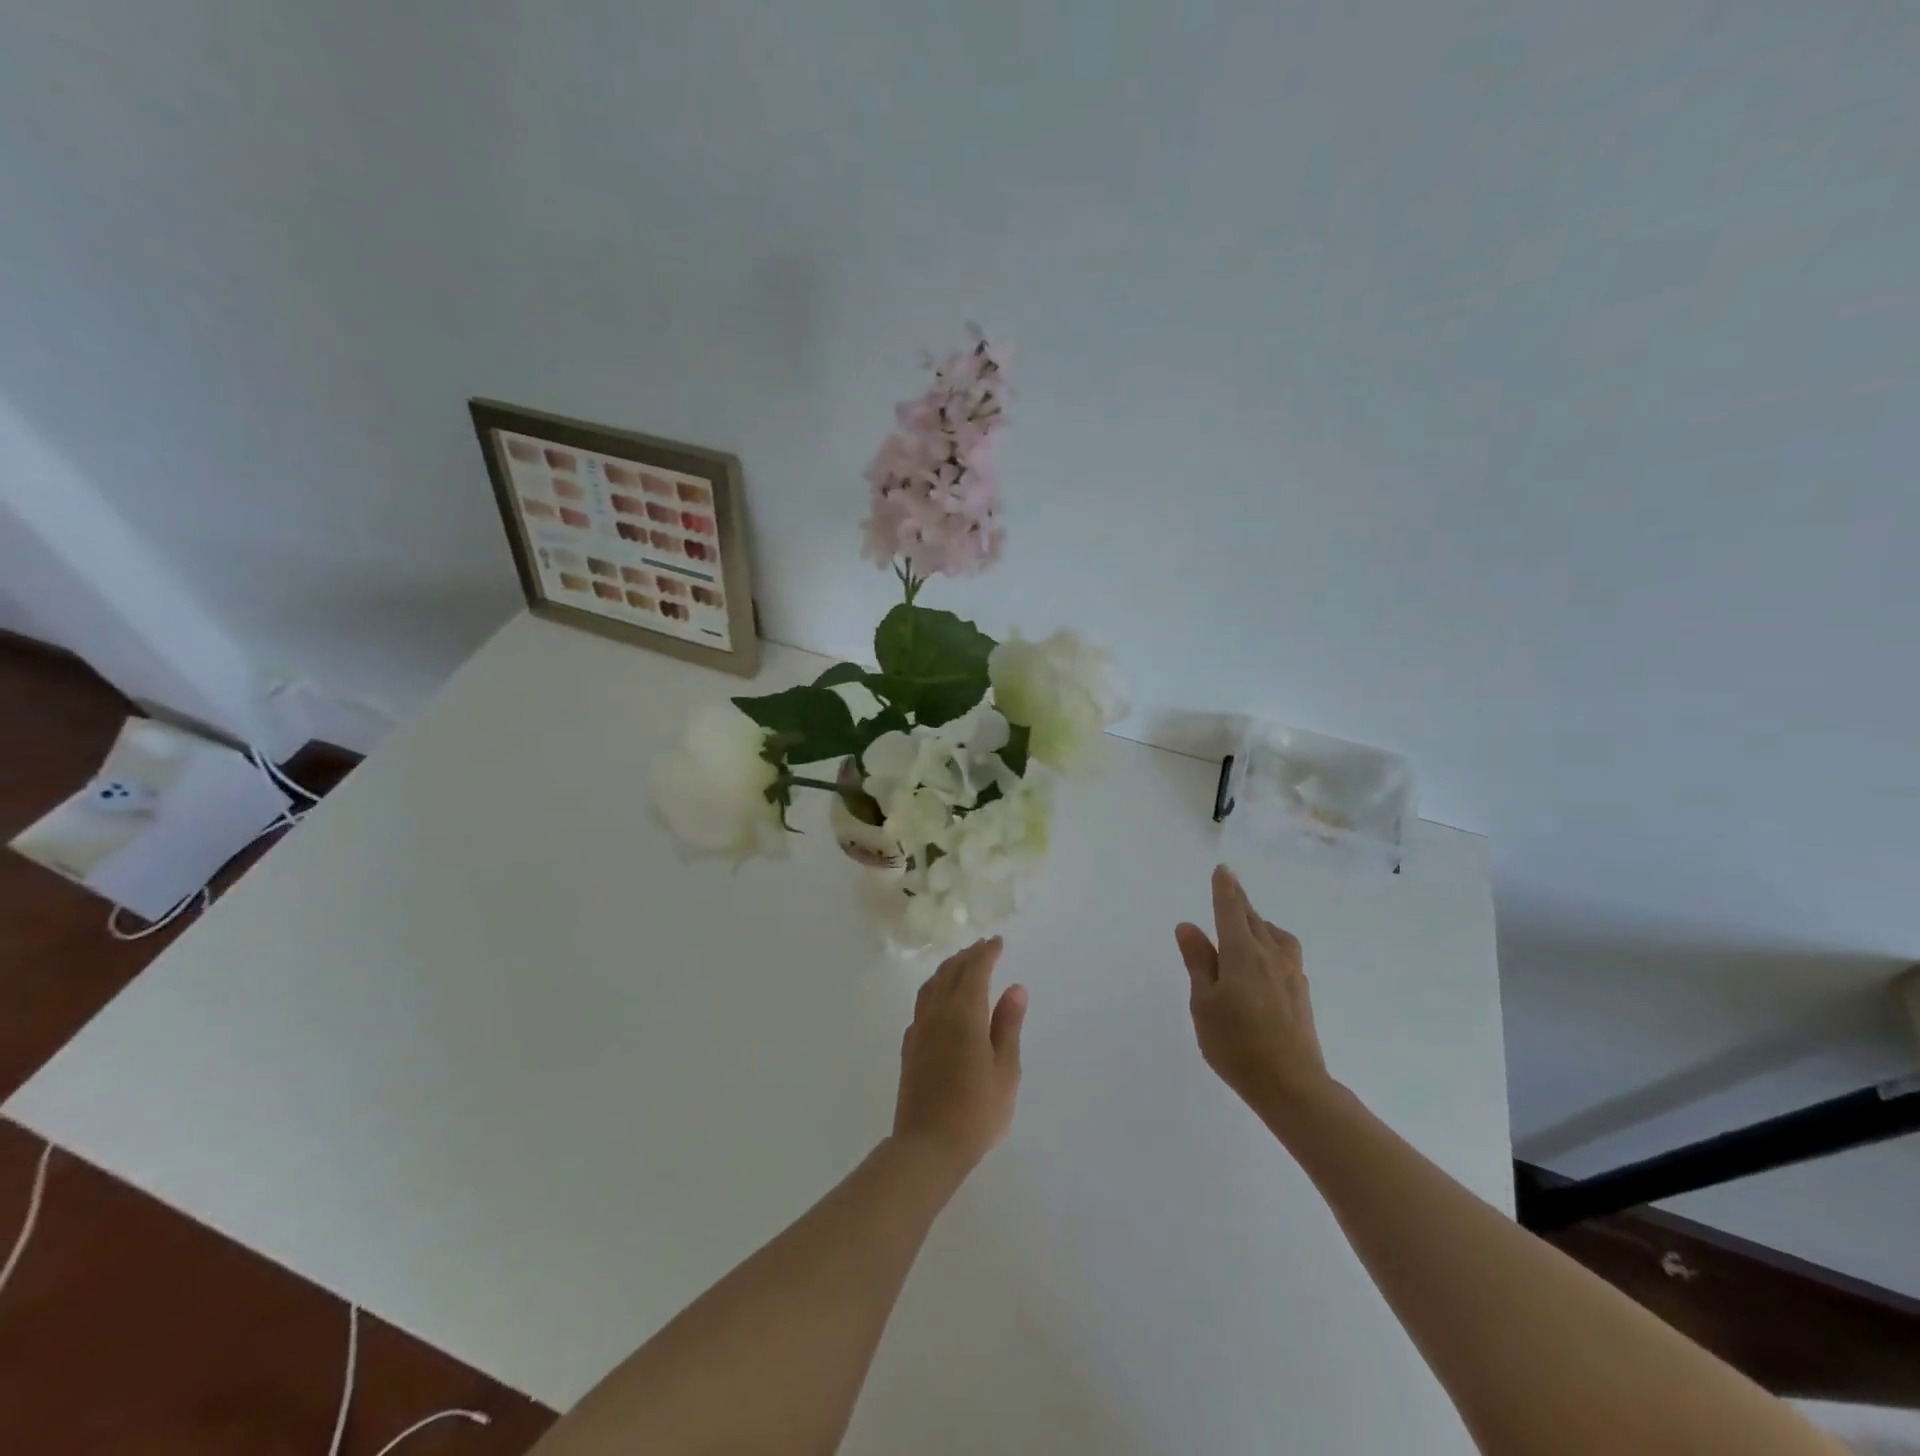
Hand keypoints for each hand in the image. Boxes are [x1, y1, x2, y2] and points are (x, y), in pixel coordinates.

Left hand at [892, 937, 1026, 1176]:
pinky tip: (941, 1000)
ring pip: (932, 984)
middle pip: (951, 971)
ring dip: (948, 968)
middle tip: (983, 947)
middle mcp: (938, 1012)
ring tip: (962, 964)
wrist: (927, 1146)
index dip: (987, 953)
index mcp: (964, 1013)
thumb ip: (1008, 1025)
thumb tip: (1015, 988)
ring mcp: (919, 1028)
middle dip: (968, 956)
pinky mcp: (909, 1046)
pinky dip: (935, 989)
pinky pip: (923, 1003)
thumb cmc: (976, 1111)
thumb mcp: (1005, 1070)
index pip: (975, 970)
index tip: (998, 942)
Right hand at [1176, 865, 1330, 1115]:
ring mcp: (1291, 975)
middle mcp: (1270, 956)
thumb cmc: (1236, 1044)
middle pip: (1254, 919)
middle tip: (1230, 890)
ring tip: (1250, 926)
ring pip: (1276, 935)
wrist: (1292, 1086)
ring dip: (1260, 923)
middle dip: (1240, 902)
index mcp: (1242, 954)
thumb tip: (1188, 926)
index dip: (1225, 889)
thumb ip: (1198, 962)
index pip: (1231, 910)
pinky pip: (1286, 954)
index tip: (1223, 870)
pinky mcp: (1302, 994)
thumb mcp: (1204, 1003)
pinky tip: (1268, 961)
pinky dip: (1273, 945)